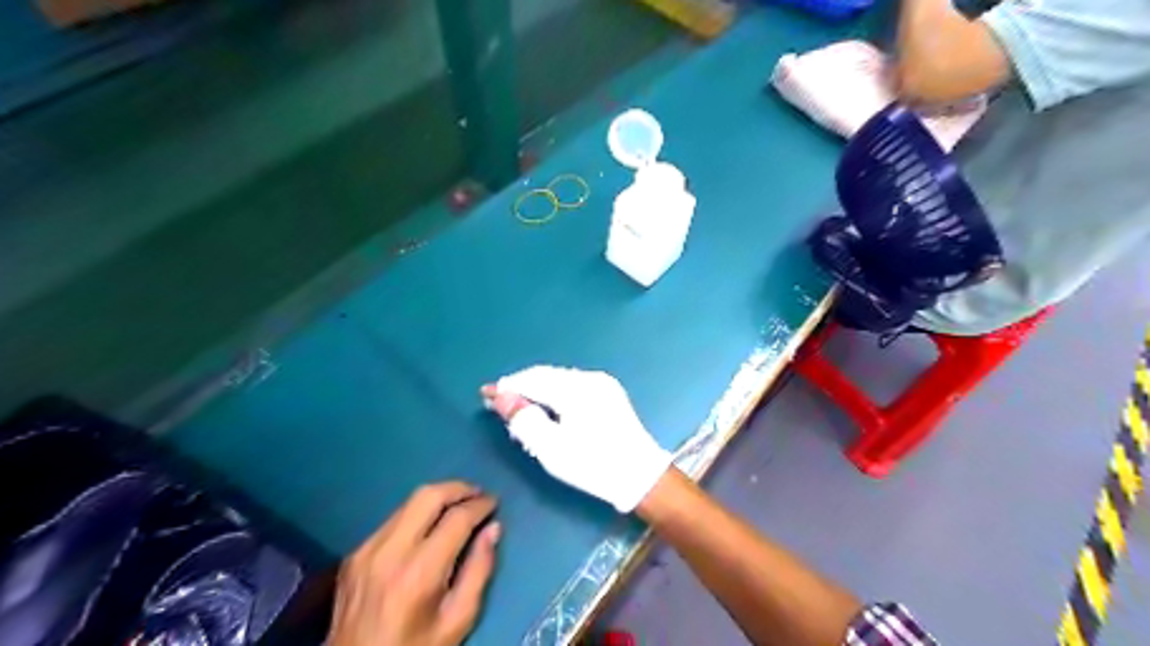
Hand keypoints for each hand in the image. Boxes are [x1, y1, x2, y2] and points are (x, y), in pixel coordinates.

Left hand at [325, 483, 502, 645]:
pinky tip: (428, 527)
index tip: (494, 502)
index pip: (456, 519)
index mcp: (419, 572)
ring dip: (438, 497)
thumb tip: (493, 529)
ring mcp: (367, 550)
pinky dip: (416, 515)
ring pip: (408, 502)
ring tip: (458, 504)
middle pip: (428, 495)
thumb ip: (479, 571)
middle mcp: (390, 551)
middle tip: (478, 494)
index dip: (480, 505)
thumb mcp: (458, 621)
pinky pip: (392, 520)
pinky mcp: (354, 554)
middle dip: (458, 488)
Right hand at [482, 365, 674, 512]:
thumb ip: (523, 419)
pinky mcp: (610, 393)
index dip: (507, 386)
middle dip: (522, 389)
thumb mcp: (551, 448)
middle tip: (500, 407)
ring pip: (559, 381)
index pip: (533, 379)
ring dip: (538, 392)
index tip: (485, 394)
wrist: (640, 477)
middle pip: (546, 376)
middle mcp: (590, 378)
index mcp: (576, 388)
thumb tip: (501, 396)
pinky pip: (573, 387)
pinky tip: (548, 410)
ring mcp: (603, 384)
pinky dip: (555, 395)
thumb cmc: (593, 465)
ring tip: (521, 411)